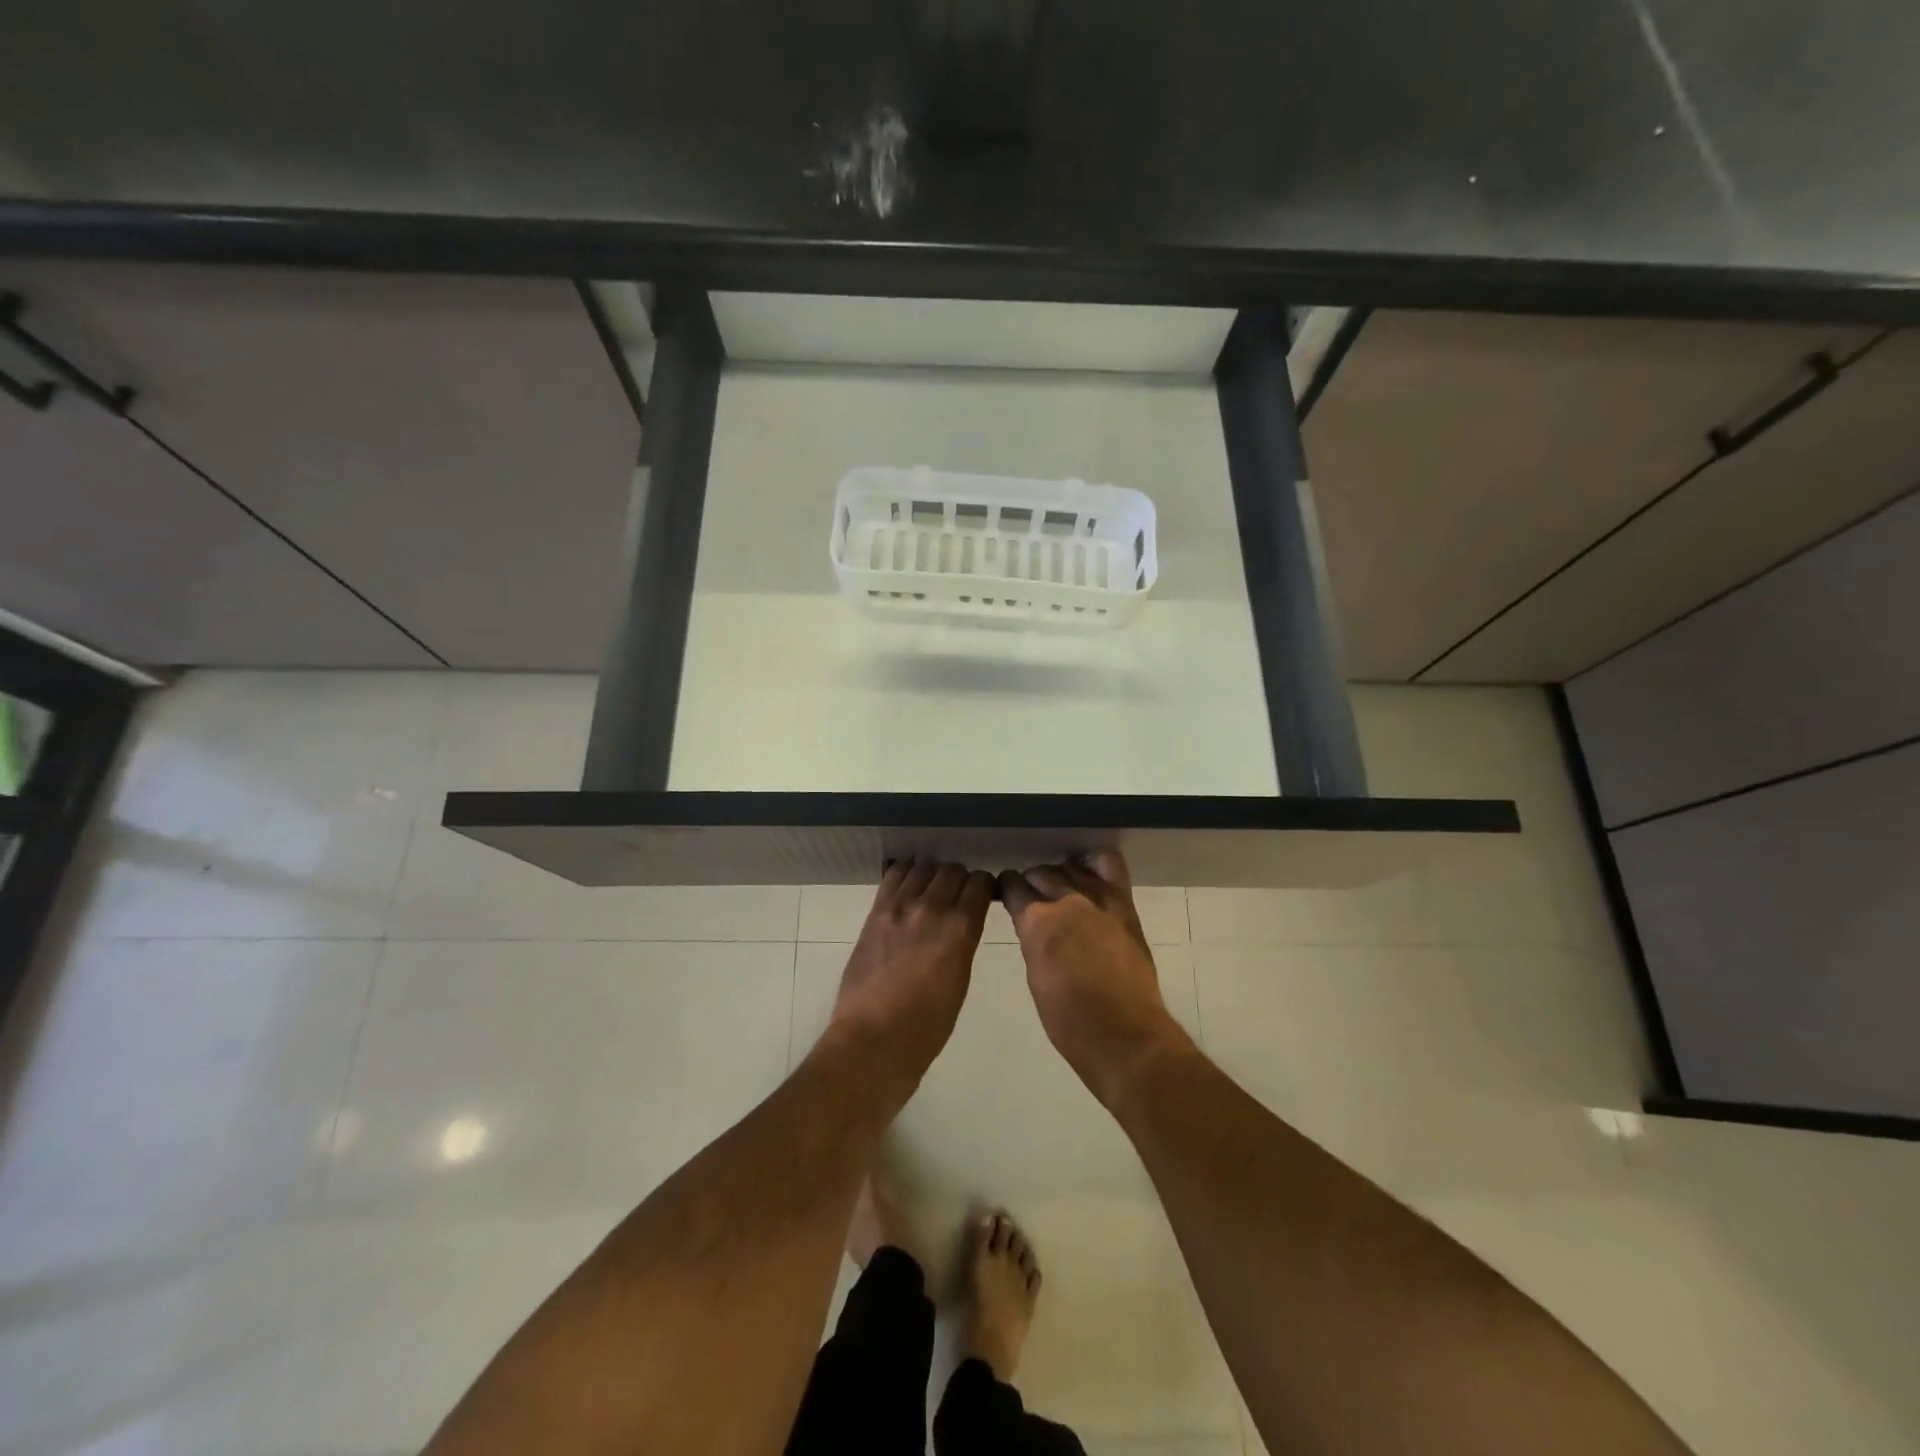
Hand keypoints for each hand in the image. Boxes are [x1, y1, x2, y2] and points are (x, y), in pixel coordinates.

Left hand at [828, 859, 994, 1088]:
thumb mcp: (960, 981)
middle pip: (953, 870)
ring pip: (924, 867)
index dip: (985, 886)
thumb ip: (962, 943)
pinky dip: (906, 874)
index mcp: (960, 929)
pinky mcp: (876, 911)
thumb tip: (961, 924)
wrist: (874, 1038)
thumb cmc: (927, 1025)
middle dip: (961, 879)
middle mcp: (932, 908)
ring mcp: (900, 906)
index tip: (984, 895)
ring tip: (932, 891)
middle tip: (958, 896)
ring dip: (933, 875)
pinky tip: (909, 888)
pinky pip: (894, 875)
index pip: (981, 883)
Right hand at [999, 851, 1189, 1107]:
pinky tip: (1085, 868)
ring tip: (1056, 885)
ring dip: (1058, 873)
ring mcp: (1098, 899)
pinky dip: (1093, 861)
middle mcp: (1065, 900)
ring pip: (1069, 868)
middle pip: (1041, 874)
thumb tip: (1032, 925)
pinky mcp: (1123, 905)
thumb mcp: (1036, 976)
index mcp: (1036, 922)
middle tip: (1029, 894)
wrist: (1124, 1035)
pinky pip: (1108, 866)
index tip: (1005, 892)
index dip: (1007, 888)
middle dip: (1030, 881)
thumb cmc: (1069, 1021)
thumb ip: (1033, 941)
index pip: (1013, 887)